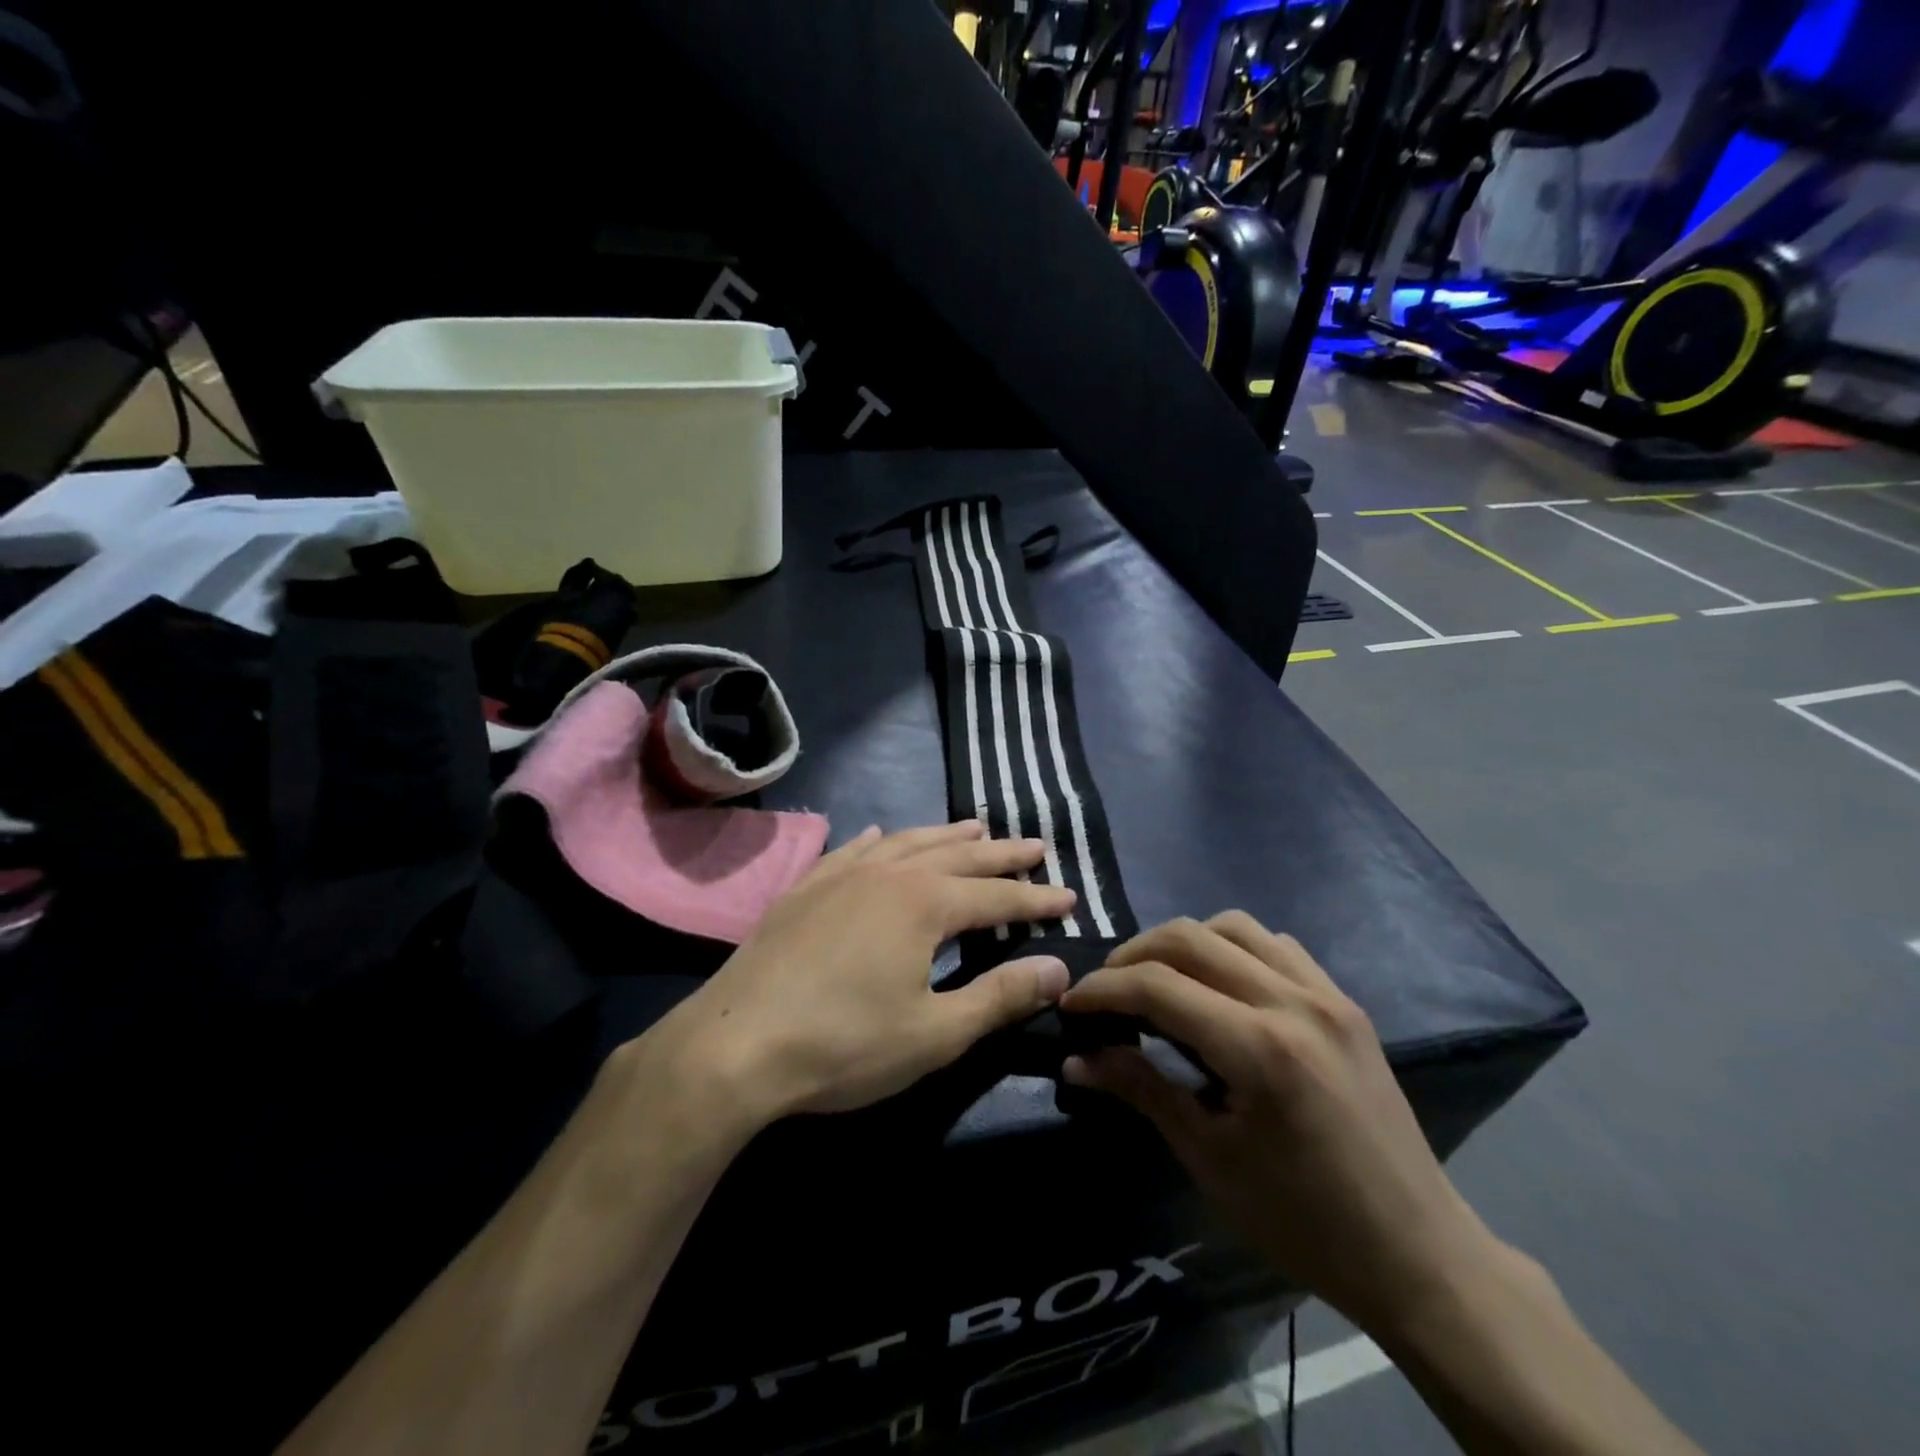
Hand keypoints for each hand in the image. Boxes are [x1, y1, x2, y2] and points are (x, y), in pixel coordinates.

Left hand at [663, 820, 1075, 1121]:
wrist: (735, 1046)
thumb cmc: (844, 1044)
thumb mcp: (935, 1033)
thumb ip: (999, 996)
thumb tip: (1058, 969)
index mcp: (924, 904)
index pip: (996, 896)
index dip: (1036, 899)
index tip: (1069, 896)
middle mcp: (887, 874)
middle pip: (958, 855)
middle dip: (1001, 854)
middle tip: (1036, 846)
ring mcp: (841, 874)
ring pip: (907, 842)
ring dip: (945, 835)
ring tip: (974, 827)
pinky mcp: (805, 888)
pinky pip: (853, 849)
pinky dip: (880, 840)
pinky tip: (884, 835)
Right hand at [1060, 913, 1504, 1333]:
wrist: (1418, 1254)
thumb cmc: (1304, 1221)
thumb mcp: (1210, 1159)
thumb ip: (1141, 1090)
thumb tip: (1076, 1059)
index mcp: (1260, 1048)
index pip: (1158, 986)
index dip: (1103, 989)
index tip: (1071, 1005)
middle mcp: (1293, 1002)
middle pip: (1189, 937)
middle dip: (1133, 955)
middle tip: (1106, 991)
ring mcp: (1326, 995)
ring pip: (1233, 926)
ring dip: (1183, 942)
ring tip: (1160, 981)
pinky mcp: (1345, 1001)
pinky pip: (1276, 945)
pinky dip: (1233, 949)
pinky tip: (1222, 987)